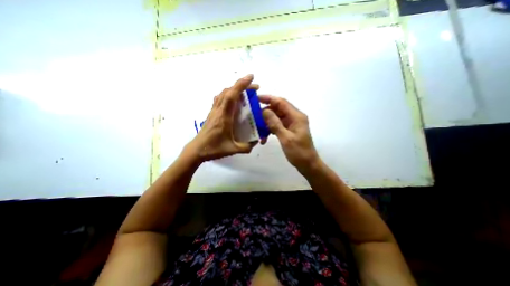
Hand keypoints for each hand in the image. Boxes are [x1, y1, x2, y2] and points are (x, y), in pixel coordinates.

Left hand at [185, 74, 258, 162]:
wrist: (196, 150)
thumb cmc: (214, 149)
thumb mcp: (233, 149)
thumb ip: (247, 146)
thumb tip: (256, 141)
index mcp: (224, 117)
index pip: (232, 96)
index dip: (241, 85)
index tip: (251, 77)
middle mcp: (218, 110)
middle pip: (228, 91)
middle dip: (242, 85)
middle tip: (254, 87)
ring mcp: (214, 111)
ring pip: (223, 93)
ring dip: (235, 89)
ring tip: (245, 92)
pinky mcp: (212, 113)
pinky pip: (220, 99)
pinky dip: (228, 94)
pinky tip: (234, 100)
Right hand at [260, 95, 316, 172]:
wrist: (307, 164)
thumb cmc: (299, 152)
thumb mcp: (286, 138)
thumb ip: (275, 124)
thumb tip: (265, 111)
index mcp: (296, 116)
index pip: (281, 102)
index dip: (269, 99)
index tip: (256, 99)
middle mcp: (294, 117)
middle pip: (278, 109)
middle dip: (265, 113)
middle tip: (254, 117)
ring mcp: (291, 124)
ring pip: (276, 118)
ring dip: (267, 123)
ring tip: (258, 131)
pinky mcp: (289, 130)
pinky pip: (277, 126)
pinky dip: (270, 130)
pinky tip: (264, 137)